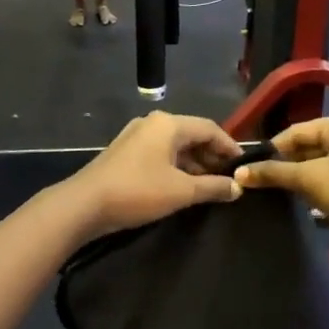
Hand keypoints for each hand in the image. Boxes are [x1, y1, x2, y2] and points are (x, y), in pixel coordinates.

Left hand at [62, 112, 242, 240]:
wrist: (85, 204)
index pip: (210, 128)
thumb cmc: (138, 192)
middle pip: (191, 135)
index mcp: (168, 124)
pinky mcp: (125, 152)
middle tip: (228, 178)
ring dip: (194, 164)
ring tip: (209, 186)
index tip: (243, 165)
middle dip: (212, 156)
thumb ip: (213, 187)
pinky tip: (182, 186)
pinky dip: (175, 167)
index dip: (229, 147)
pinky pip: (159, 154)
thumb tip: (238, 187)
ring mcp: (135, 137)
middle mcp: (152, 123)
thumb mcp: (181, 191)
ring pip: (174, 146)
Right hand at [235, 114, 328, 268]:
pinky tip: (295, 202)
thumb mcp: (309, 179)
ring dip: (297, 179)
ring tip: (269, 191)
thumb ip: (273, 173)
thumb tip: (239, 173)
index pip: (298, 130)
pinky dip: (313, 189)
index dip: (272, 148)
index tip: (248, 166)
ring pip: (318, 166)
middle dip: (284, 164)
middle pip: (308, 147)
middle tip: (256, 181)